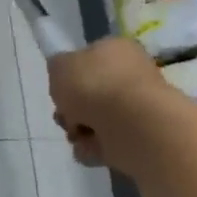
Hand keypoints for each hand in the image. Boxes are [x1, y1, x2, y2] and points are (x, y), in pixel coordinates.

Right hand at [48, 36, 170, 174]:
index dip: (70, 74)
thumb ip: (58, 67)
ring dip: (79, 130)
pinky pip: (106, 142)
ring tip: (77, 135)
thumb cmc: (94, 86)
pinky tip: (90, 147)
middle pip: (90, 93)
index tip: (60, 88)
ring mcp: (137, 107)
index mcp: (117, 49)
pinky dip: (93, 147)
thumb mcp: (60, 66)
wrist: (131, 125)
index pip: (89, 58)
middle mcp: (131, 75)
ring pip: (96, 120)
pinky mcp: (139, 137)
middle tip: (64, 115)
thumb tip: (65, 74)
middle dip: (71, 108)